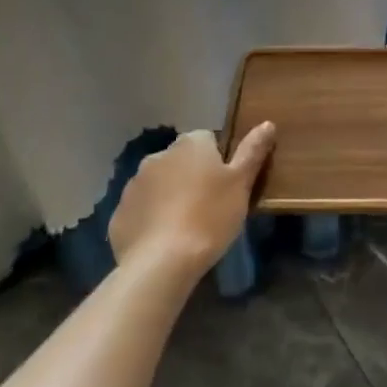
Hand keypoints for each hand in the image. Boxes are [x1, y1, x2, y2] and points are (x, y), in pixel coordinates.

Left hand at [109, 123, 274, 279]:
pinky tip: (164, 239)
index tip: (226, 186)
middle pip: (181, 160)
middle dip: (192, 176)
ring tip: (186, 226)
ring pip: (159, 184)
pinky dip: (151, 218)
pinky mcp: (119, 213)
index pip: (208, 140)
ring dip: (170, 196)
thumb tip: (267, 123)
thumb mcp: (241, 183)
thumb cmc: (210, 216)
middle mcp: (159, 155)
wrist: (162, 262)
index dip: (219, 161)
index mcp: (191, 144)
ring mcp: (134, 184)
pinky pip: (141, 209)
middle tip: (209, 206)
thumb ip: (253, 151)